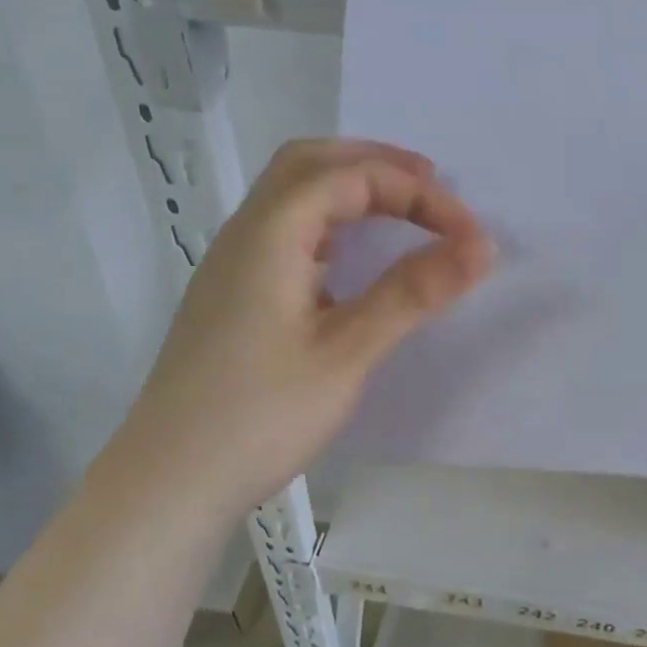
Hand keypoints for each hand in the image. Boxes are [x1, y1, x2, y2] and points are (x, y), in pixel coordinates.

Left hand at [110, 139, 492, 516]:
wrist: (167, 483)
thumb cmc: (259, 417)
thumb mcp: (346, 353)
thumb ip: (411, 293)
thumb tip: (480, 246)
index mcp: (271, 234)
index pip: (352, 177)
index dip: (418, 193)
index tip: (468, 234)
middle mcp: (244, 234)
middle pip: (309, 164)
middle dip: (374, 163)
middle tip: (430, 183)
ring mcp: (230, 265)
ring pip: (289, 195)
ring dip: (346, 188)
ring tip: (398, 210)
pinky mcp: (230, 296)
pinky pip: (281, 232)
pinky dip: (326, 222)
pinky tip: (348, 262)